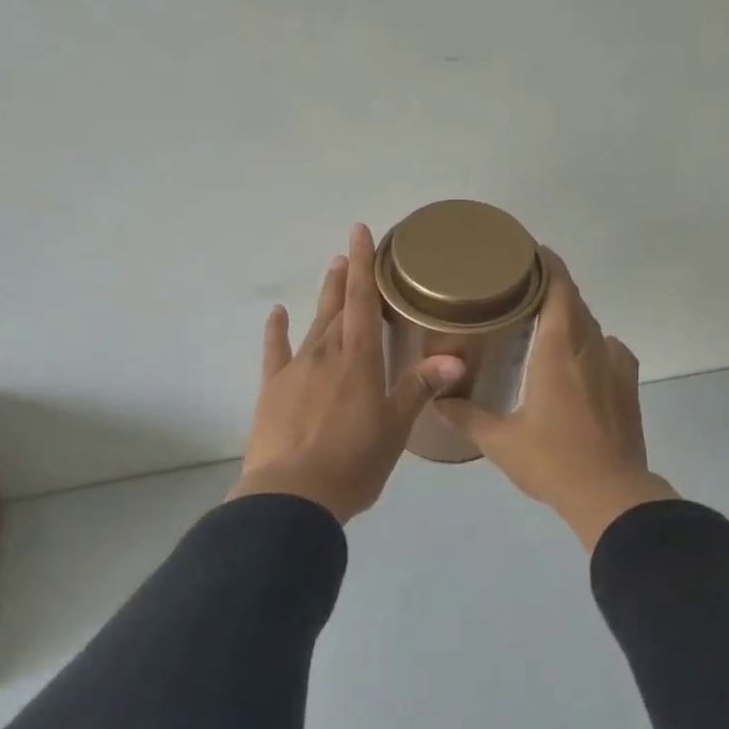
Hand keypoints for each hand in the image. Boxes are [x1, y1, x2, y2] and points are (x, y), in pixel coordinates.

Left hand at [228, 226, 464, 523]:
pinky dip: (277, 330)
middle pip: (337, 307)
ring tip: (330, 272)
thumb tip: (455, 358)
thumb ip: (419, 388)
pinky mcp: (272, 389)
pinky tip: (279, 314)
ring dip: (323, 298)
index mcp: (360, 362)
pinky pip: (275, 351)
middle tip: (349, 252)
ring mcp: (295, 370)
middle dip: (345, 277)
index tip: (360, 232)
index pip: (362, 302)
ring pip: (313, 324)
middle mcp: (326, 355)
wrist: (293, 496)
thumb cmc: (354, 463)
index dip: (364, 266)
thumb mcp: (395, 429)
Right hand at [437, 250, 677, 550]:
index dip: (546, 264)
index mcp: (559, 349)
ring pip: (593, 326)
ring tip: (544, 324)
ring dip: (571, 317)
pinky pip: (610, 349)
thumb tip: (437, 399)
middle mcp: (592, 347)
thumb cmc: (552, 461)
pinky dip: (591, 344)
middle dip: (552, 288)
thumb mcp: (500, 441)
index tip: (528, 252)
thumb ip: (467, 415)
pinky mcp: (629, 386)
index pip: (559, 288)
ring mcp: (616, 366)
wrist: (611, 494)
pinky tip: (577, 361)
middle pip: (575, 302)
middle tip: (520, 290)